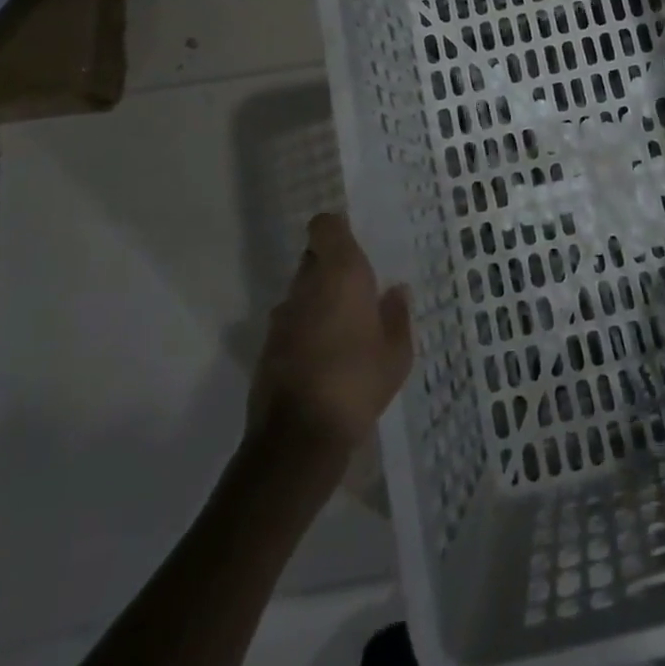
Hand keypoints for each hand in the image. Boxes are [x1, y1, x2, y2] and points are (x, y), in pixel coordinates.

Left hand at [248, 213, 413, 465]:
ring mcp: (282, 316)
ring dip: (318, 299)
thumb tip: (396, 291)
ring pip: (301, 290)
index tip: (355, 245)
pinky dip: (305, 329)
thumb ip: (397, 315)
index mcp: (341, 273)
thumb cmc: (358, 382)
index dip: (337, 230)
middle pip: (314, 257)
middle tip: (358, 290)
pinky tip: (324, 356)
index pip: (325, 226)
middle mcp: (306, 285)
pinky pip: (291, 322)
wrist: (299, 439)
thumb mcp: (397, 353)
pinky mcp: (267, 346)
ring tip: (343, 327)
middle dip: (332, 267)